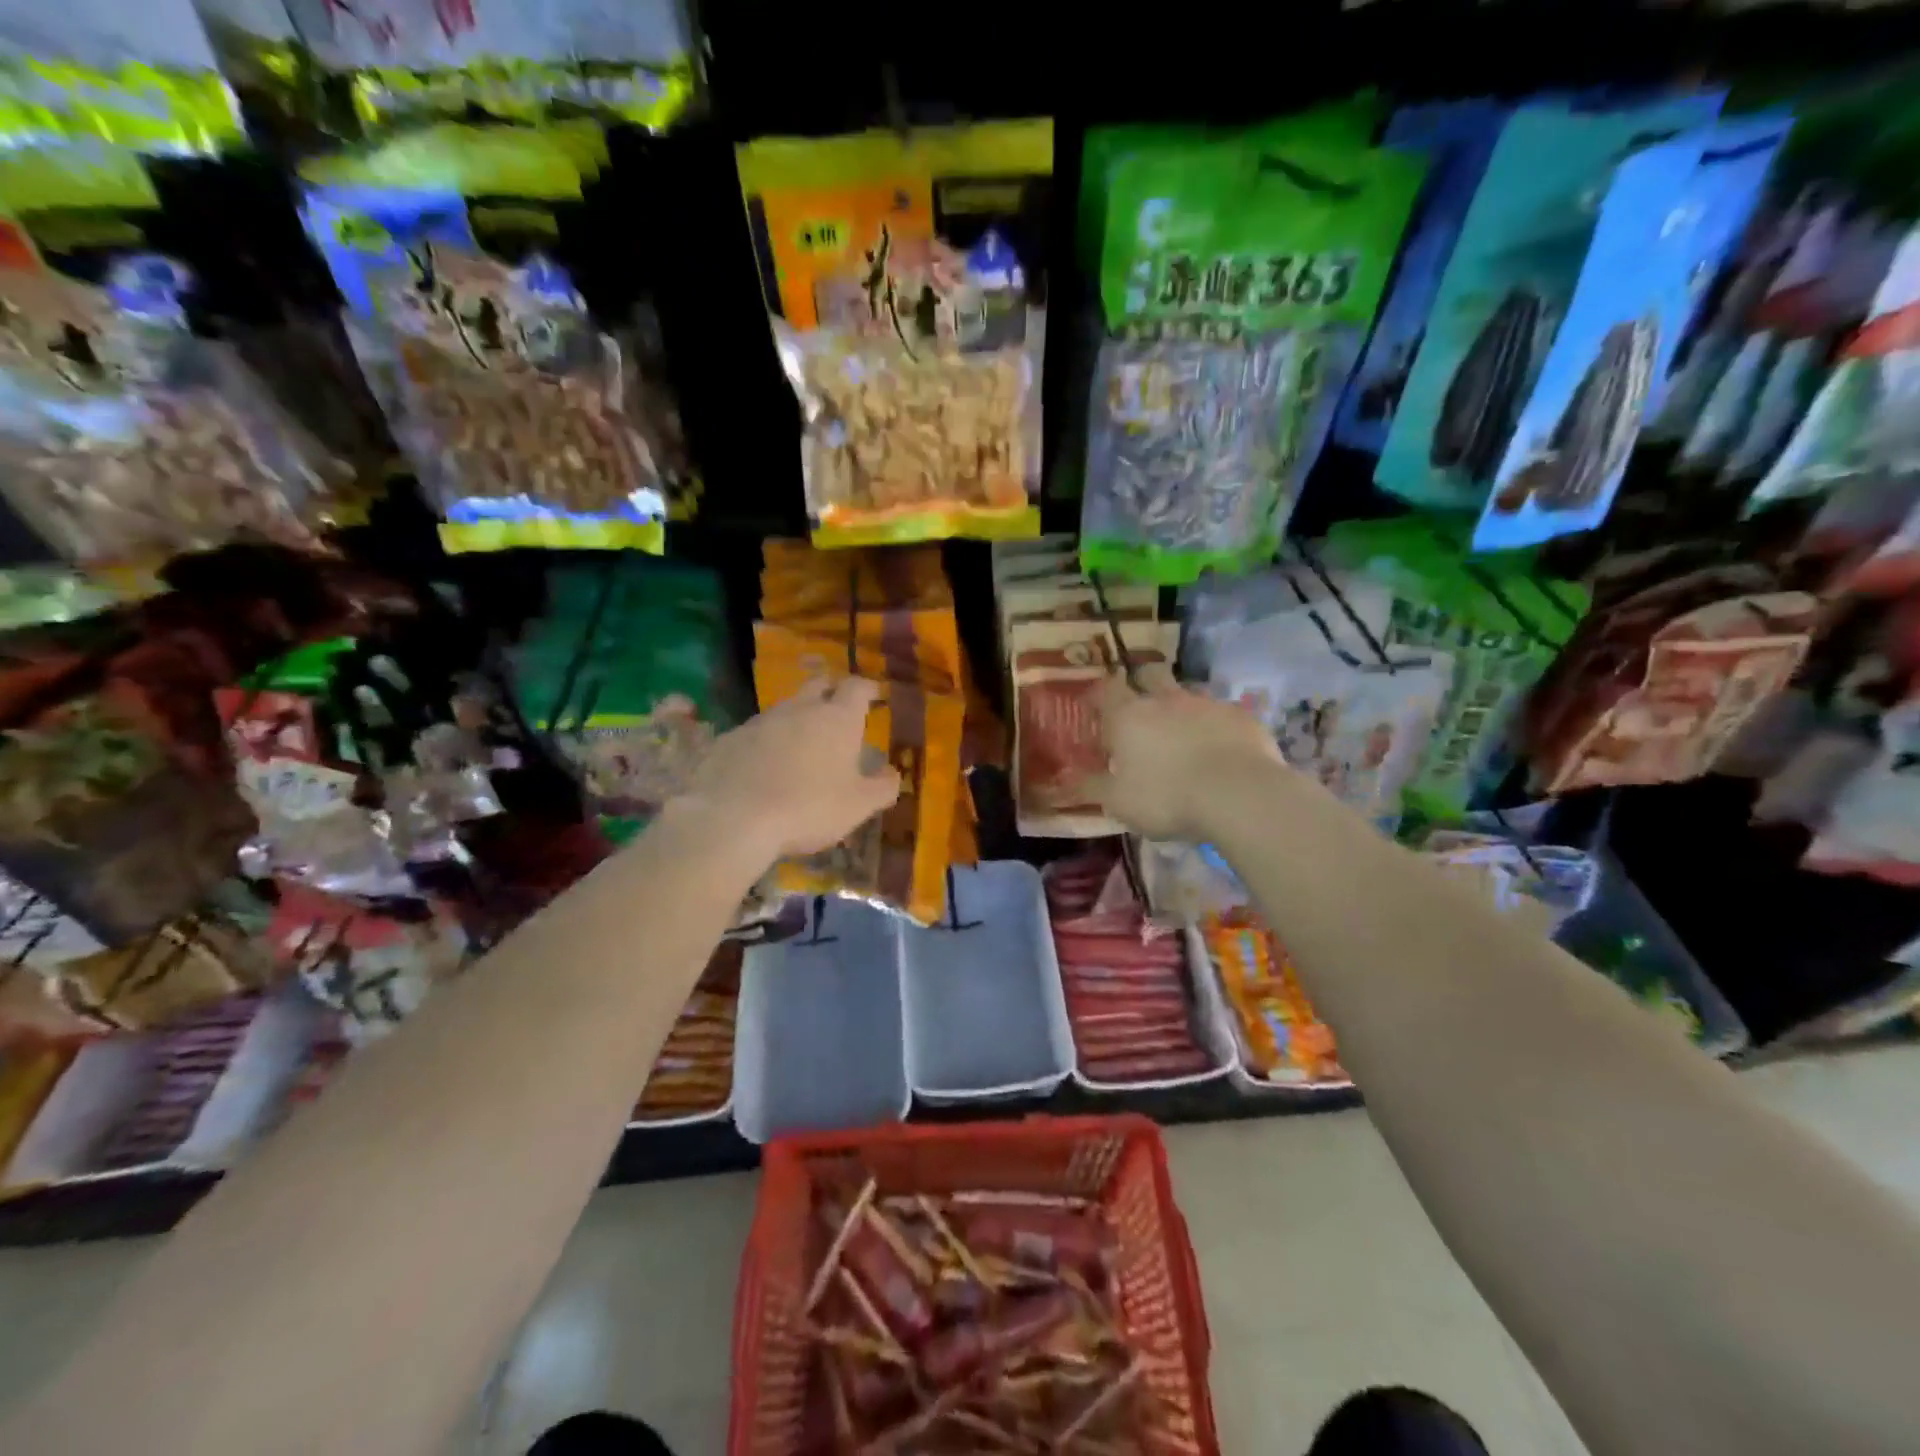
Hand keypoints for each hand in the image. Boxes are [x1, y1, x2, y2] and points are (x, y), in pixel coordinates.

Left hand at [678, 677, 900, 860]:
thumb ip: (882, 787)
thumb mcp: (858, 806)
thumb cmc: (809, 808)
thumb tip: (893, 773)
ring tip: (802, 744)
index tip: (874, 695)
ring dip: (797, 719)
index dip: (868, 688)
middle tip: (838, 708)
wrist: (734, 818)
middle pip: (818, 685)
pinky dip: (767, 742)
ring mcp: (761, 721)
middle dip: (831, 691)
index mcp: (837, 719)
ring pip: (786, 708)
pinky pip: (756, 733)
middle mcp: (800, 709)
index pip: (857, 687)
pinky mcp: (730, 738)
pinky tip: (765, 766)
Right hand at [1085, 666, 1282, 840]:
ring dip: (1180, 706)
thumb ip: (1090, 787)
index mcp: (1129, 716)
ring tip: (1180, 732)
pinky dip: (1214, 726)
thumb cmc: (1166, 797)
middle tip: (1139, 708)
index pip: (1106, 689)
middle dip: (1141, 683)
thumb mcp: (1118, 801)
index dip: (1097, 694)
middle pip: (1149, 674)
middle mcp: (1166, 700)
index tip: (1093, 706)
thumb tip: (1063, 780)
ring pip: (1188, 693)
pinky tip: (1219, 748)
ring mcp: (1207, 704)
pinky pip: (1221, 714)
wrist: (1238, 795)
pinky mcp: (1242, 717)